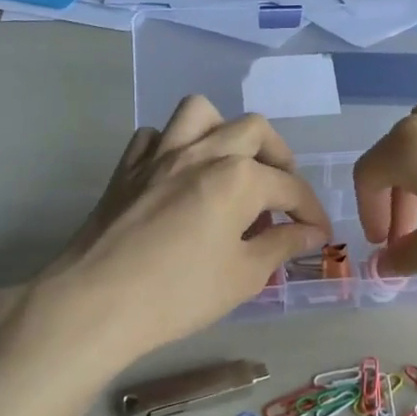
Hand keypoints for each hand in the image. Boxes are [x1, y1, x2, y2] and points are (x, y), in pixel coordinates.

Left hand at [34, 96, 331, 366]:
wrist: (97, 303)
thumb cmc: (179, 294)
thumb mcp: (244, 276)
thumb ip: (282, 246)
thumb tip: (310, 233)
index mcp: (238, 177)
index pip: (290, 187)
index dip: (312, 211)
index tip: (319, 234)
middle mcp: (202, 152)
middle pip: (253, 130)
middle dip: (279, 158)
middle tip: (282, 194)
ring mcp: (159, 154)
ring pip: (200, 112)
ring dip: (224, 131)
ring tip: (232, 165)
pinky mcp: (126, 168)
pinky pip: (154, 137)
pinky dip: (172, 146)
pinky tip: (179, 175)